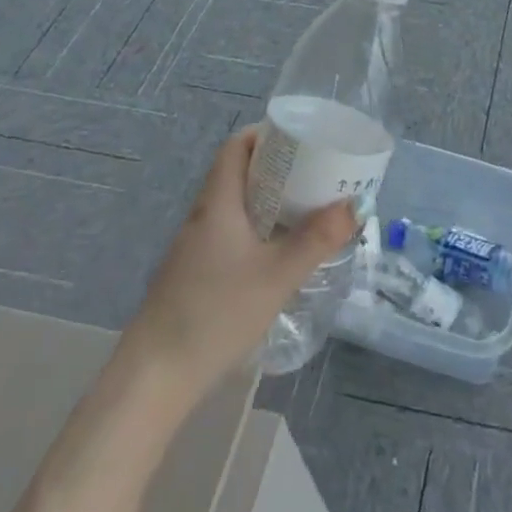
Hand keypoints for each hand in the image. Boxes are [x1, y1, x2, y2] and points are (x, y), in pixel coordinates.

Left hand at [120, 127, 356, 402]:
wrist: (155, 377)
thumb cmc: (216, 313)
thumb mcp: (277, 275)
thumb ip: (318, 239)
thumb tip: (356, 205)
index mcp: (218, 203)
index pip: (236, 147)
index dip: (266, 134)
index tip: (302, 138)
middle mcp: (203, 216)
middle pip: (239, 173)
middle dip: (278, 168)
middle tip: (317, 173)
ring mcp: (195, 247)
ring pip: (236, 206)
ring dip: (269, 200)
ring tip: (308, 208)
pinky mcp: (194, 274)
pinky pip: (230, 233)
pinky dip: (258, 228)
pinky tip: (279, 252)